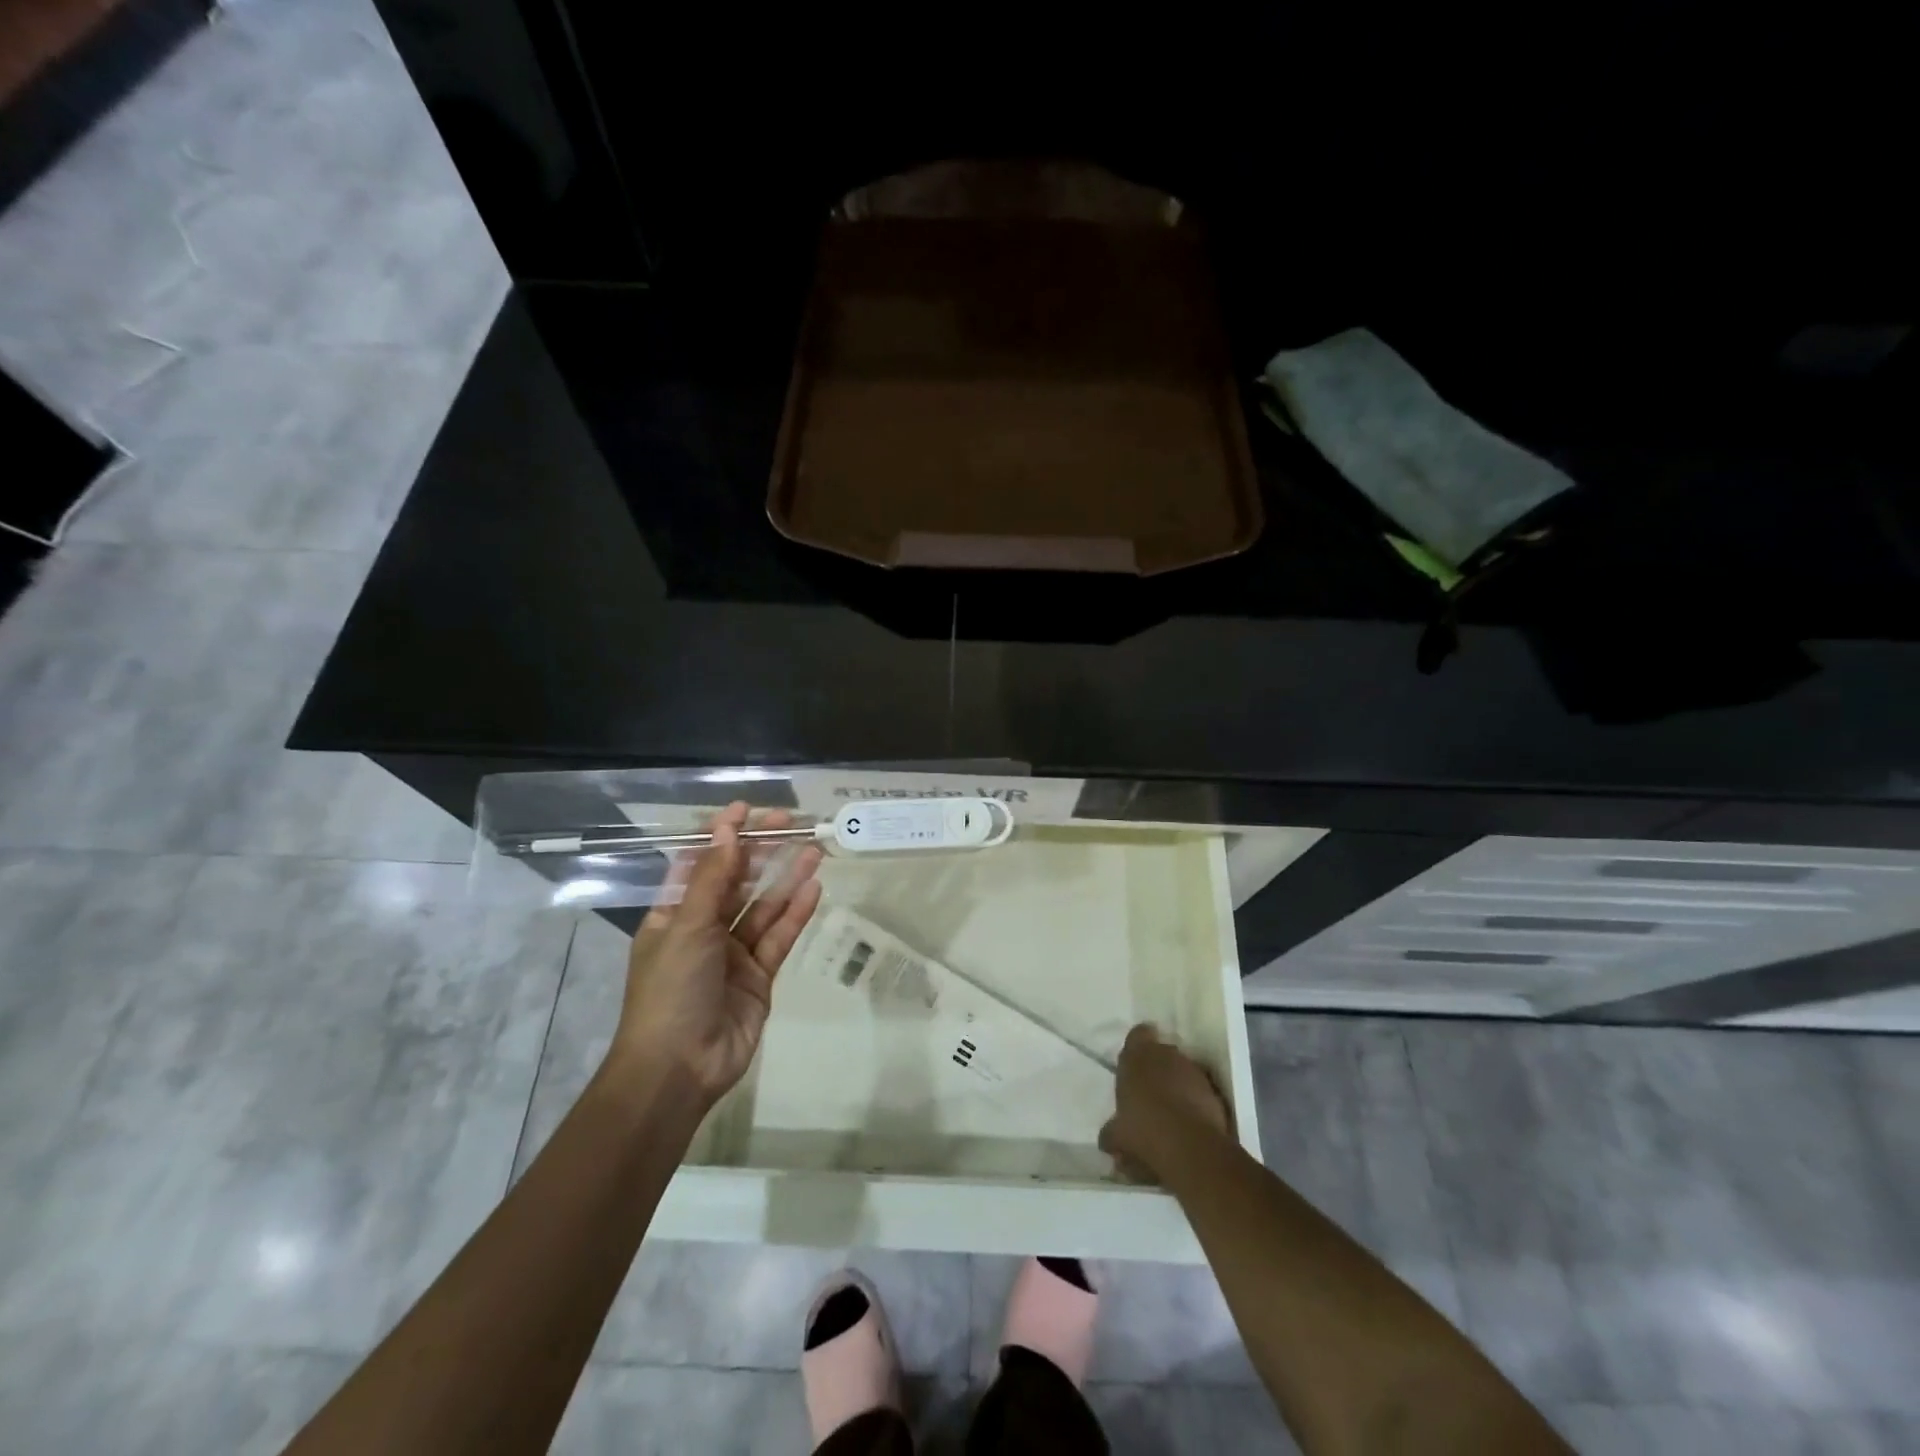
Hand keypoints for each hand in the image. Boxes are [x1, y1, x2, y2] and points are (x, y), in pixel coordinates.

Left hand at [606, 802, 823, 1103]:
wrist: (679, 1069)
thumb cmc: (670, 990)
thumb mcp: (686, 927)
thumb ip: (712, 878)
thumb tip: (727, 830)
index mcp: (672, 917)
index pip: (699, 865)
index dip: (721, 836)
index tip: (747, 809)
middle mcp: (702, 931)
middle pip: (736, 882)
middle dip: (761, 852)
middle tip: (790, 823)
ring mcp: (732, 955)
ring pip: (763, 907)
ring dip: (785, 878)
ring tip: (814, 850)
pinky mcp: (759, 977)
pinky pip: (778, 937)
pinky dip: (795, 914)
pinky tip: (813, 888)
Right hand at [1099, 1024, 1231, 1183]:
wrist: (1190, 1147)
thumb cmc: (1143, 1129)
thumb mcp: (1117, 1136)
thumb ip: (1112, 1131)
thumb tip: (1108, 1137)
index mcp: (1137, 1055)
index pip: (1138, 1034)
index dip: (1138, 1046)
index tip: (1135, 1064)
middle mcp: (1167, 1054)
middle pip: (1163, 1053)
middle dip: (1158, 1068)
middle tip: (1150, 1094)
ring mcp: (1194, 1071)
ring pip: (1184, 1071)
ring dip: (1178, 1086)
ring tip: (1171, 1113)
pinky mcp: (1215, 1092)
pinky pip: (1201, 1092)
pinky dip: (1196, 1103)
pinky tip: (1189, 1126)